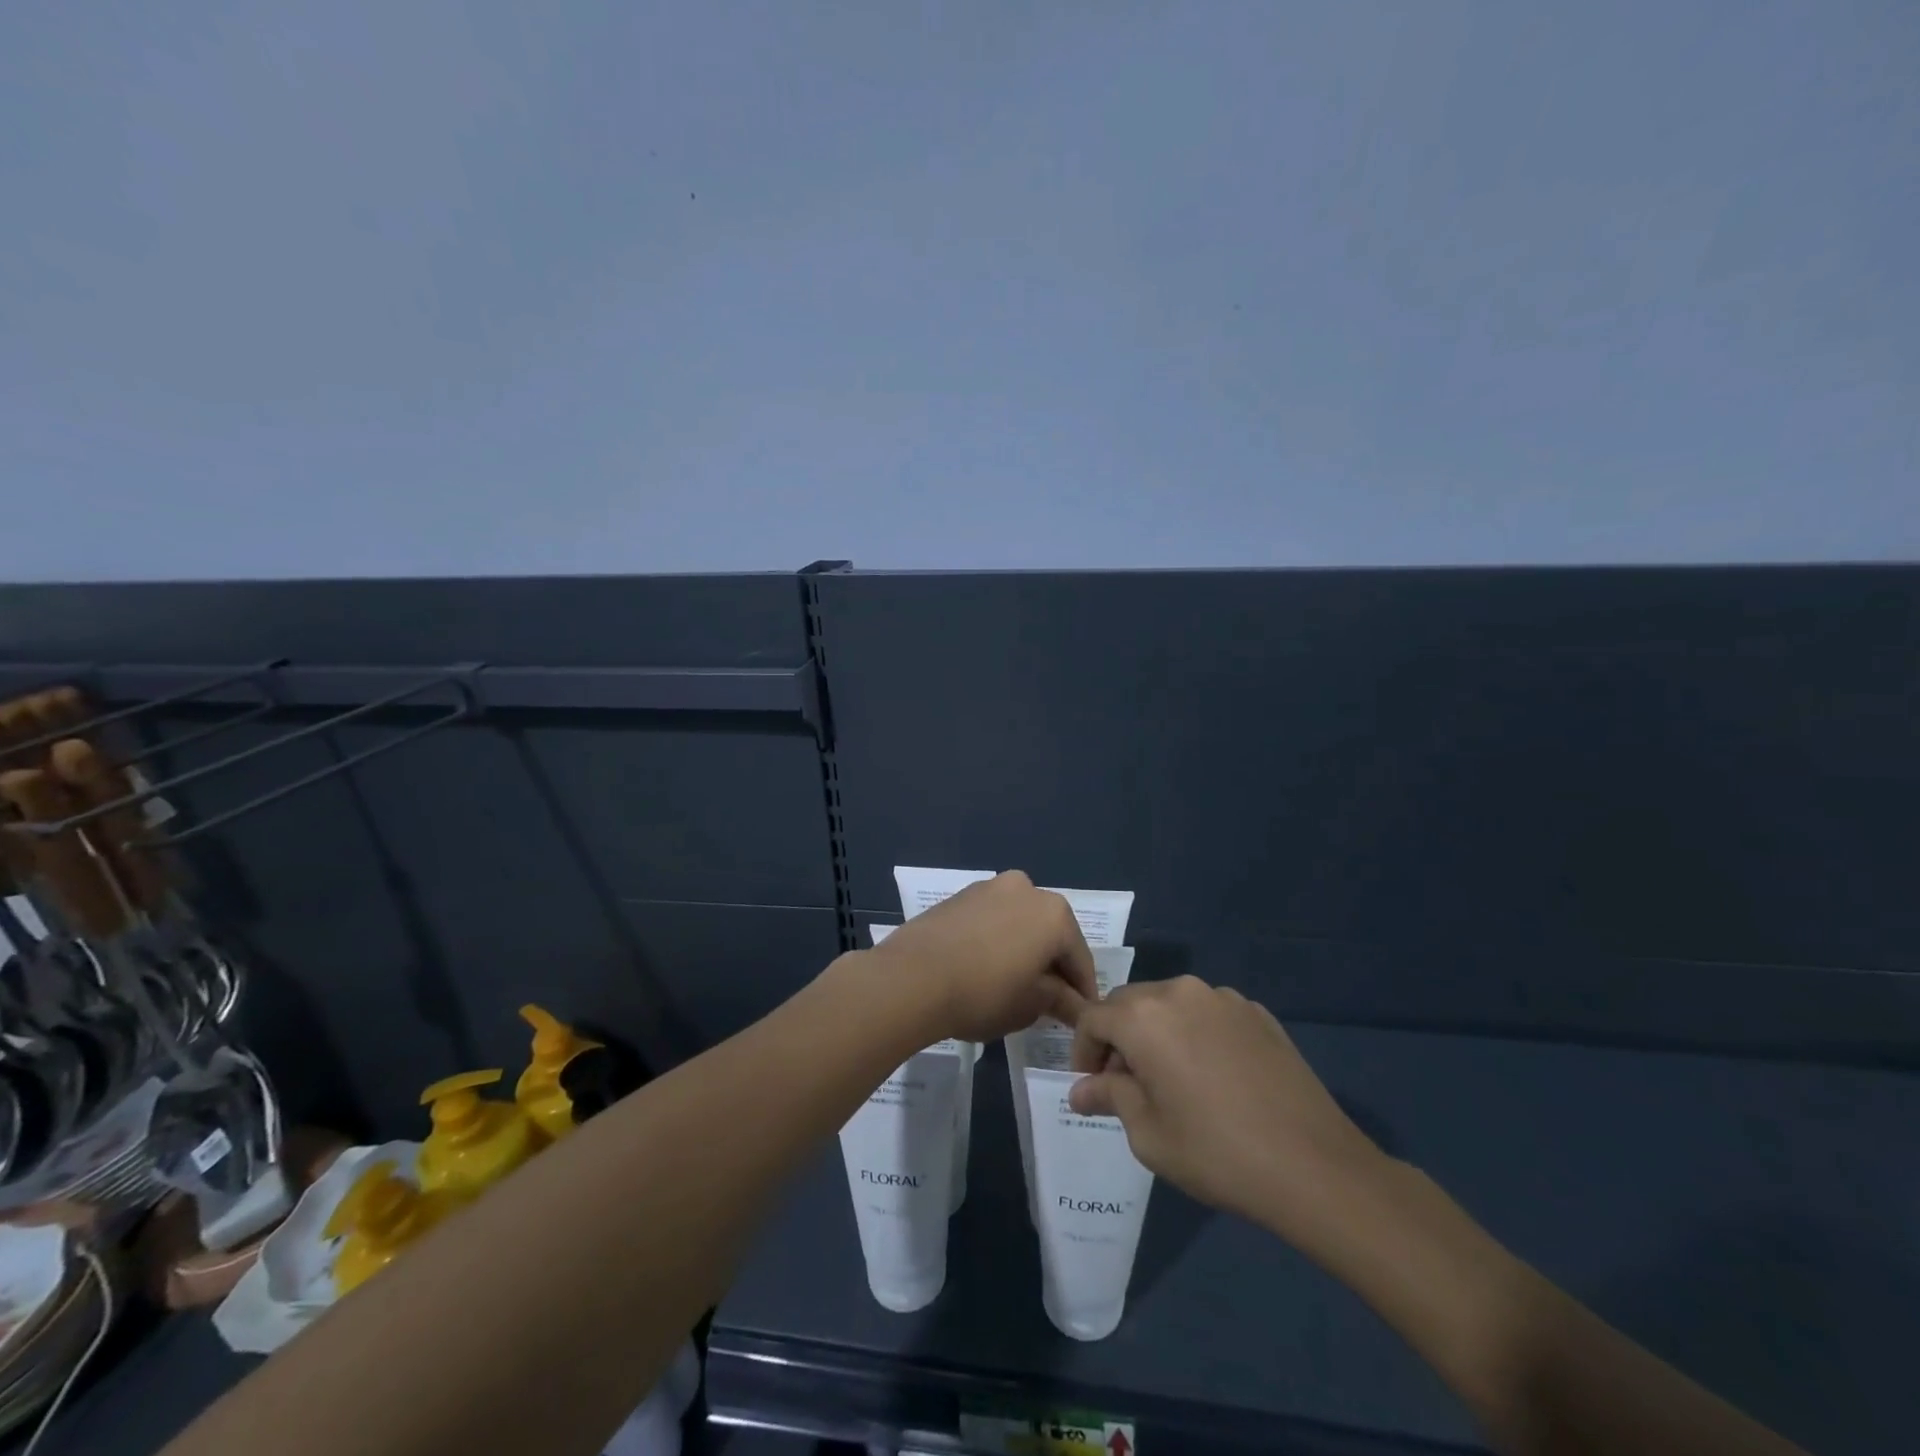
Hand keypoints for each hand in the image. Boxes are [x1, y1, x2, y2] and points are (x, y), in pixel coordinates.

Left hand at [869, 871, 1097, 1042]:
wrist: (912, 977)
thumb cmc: (983, 993)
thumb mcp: (1030, 1005)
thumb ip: (1059, 1000)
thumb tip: (1075, 1005)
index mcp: (1054, 913)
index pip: (1079, 958)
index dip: (1082, 992)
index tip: (1081, 1017)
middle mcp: (1027, 889)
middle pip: (1050, 934)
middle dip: (1052, 965)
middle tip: (1049, 1002)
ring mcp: (990, 887)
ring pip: (1020, 923)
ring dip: (1024, 949)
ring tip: (1015, 985)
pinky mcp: (961, 895)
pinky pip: (992, 920)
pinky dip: (997, 940)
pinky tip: (987, 967)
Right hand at [1068, 976, 1385, 1245]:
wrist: (1314, 1166)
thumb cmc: (1216, 1153)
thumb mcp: (1149, 1134)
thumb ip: (1110, 1098)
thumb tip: (1081, 1090)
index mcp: (1144, 1017)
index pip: (1093, 1017)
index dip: (1083, 1050)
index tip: (1091, 1086)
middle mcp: (1180, 992)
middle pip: (1130, 1004)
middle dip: (1119, 1038)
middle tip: (1126, 1084)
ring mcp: (1223, 998)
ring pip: (1170, 1004)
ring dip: (1158, 1032)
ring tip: (1171, 1080)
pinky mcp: (1257, 1012)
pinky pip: (1209, 1014)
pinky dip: (1196, 1034)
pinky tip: (1213, 1077)